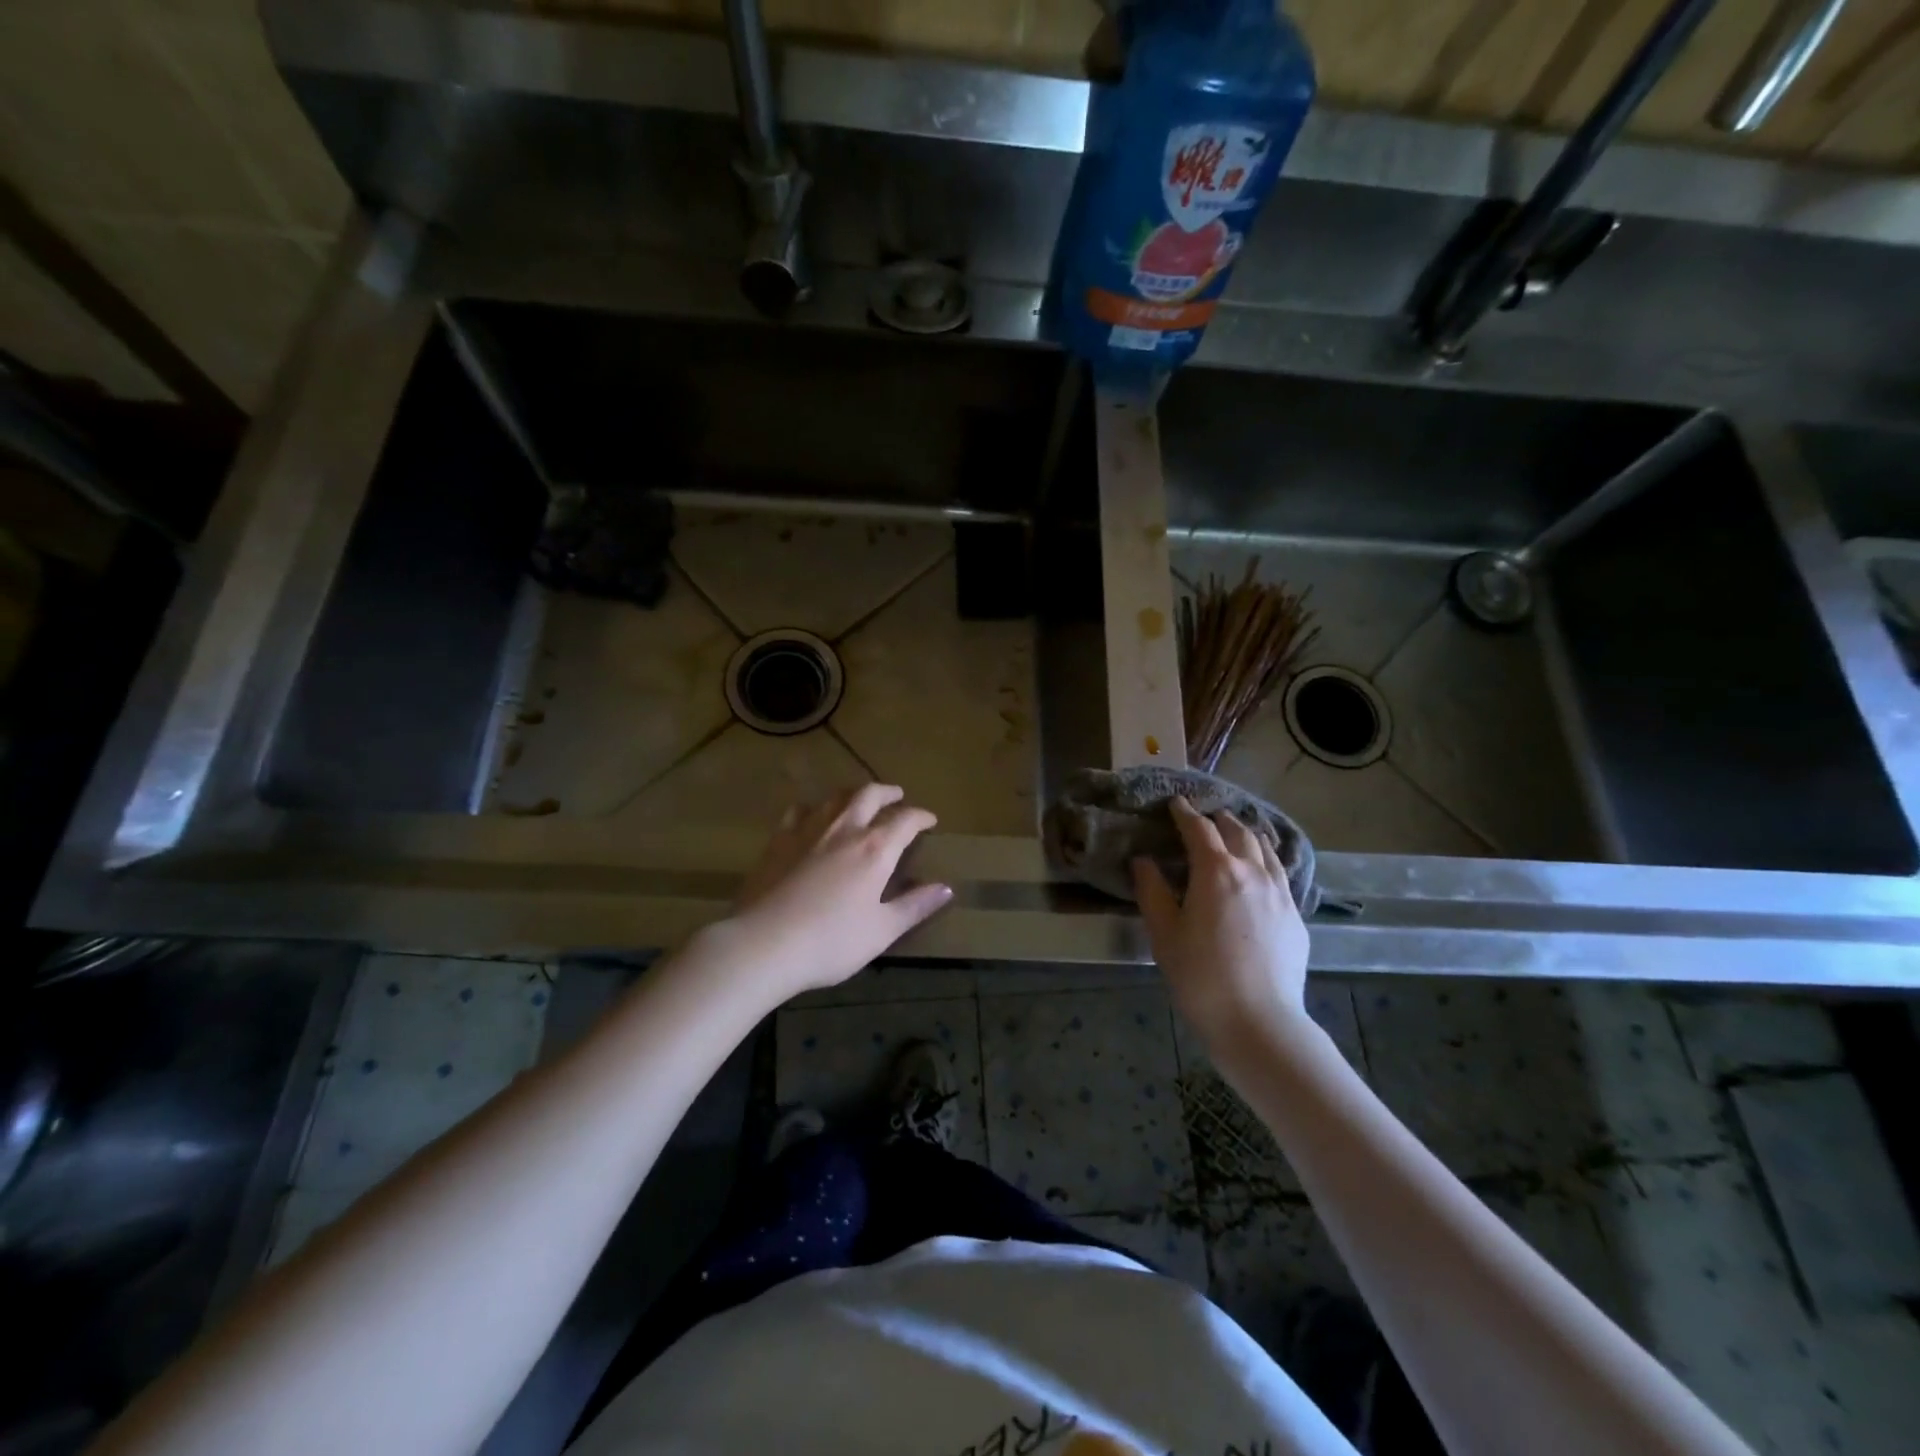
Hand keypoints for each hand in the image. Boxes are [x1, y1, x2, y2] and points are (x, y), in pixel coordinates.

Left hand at [721, 784, 952, 1002]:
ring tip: (860, 799)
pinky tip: (812, 817)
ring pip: (835, 797)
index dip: (921, 817)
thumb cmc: (830, 942)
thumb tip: (946, 887)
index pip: (905, 820)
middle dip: (888, 792)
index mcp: (875, 849)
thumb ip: (915, 906)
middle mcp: (845, 829)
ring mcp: (808, 830)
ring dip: (854, 793)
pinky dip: (815, 808)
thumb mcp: (882, 930)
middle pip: (869, 794)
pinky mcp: (779, 840)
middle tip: (897, 795)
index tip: (930, 820)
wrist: (763, 943)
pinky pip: (800, 810)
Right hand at [1132, 797, 1310, 1052]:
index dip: (1184, 813)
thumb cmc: (1200, 977)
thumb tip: (1144, 860)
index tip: (1175, 803)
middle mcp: (1253, 872)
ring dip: (1245, 835)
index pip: (1199, 829)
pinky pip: (1280, 874)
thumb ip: (1152, 890)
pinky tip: (1259, 873)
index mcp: (1217, 871)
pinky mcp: (1295, 916)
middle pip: (1237, 831)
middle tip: (1202, 819)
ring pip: (1265, 849)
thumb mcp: (1164, 933)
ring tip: (1234, 835)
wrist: (1259, 1023)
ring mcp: (1280, 893)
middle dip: (1217, 820)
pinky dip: (1265, 860)